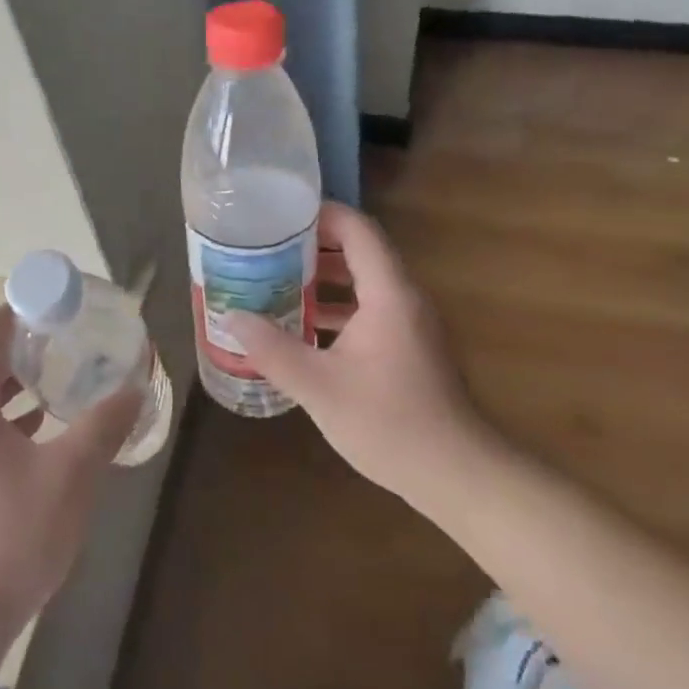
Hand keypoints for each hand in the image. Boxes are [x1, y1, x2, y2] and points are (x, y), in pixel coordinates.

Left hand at [0, 303, 137, 672]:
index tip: (46, 301)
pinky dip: (13, 413)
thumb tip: (134, 386)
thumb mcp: (70, 476)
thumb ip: (103, 426)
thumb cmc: (12, 536)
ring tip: (60, 371)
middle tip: (62, 333)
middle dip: (19, 345)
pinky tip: (48, 424)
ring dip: (17, 380)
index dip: (9, 315)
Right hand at [229, 202, 495, 517]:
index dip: (319, 214)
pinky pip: (368, 310)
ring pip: (362, 283)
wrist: (457, 474)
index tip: (277, 214)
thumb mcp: (319, 387)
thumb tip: (232, 317)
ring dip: (322, 279)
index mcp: (388, 294)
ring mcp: (409, 324)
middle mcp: (403, 298)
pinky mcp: (408, 347)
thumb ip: (273, 349)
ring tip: (274, 283)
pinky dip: (336, 308)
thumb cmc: (389, 424)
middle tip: (265, 249)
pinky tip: (302, 328)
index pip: (357, 230)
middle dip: (311, 246)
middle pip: (358, 252)